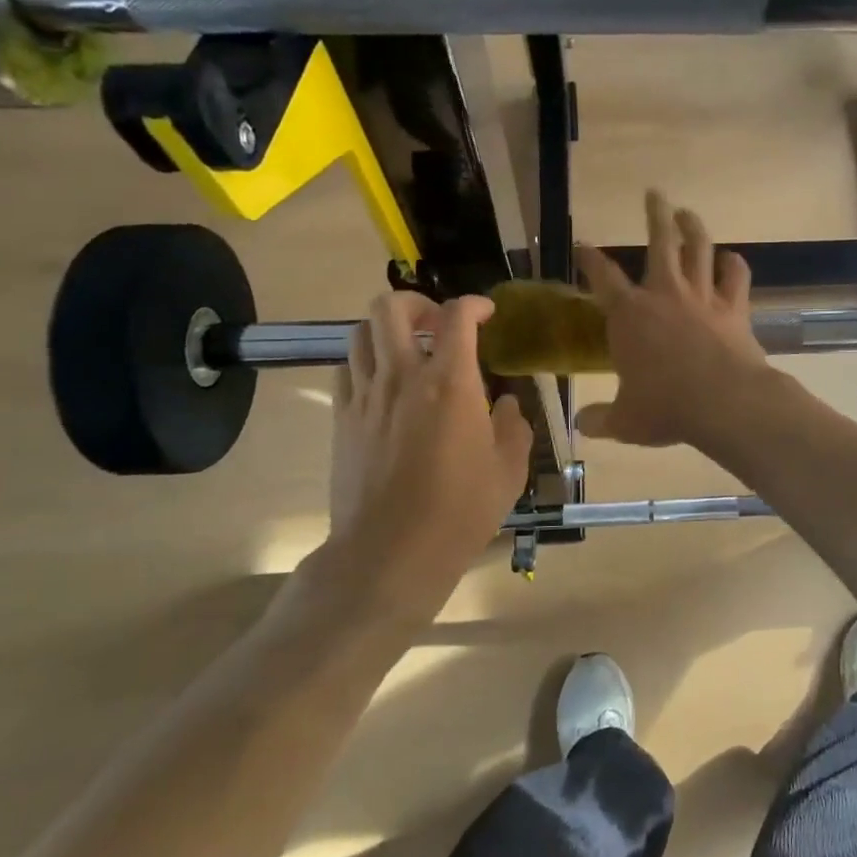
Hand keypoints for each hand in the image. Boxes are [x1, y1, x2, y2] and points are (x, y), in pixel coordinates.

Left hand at [299, 292, 532, 624]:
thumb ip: (515, 427)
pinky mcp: (342, 419)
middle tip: (437, 325)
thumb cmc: (459, 512)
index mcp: (450, 383)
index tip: (487, 314)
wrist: (390, 553)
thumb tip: (509, 405)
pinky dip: (366, 362)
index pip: (457, 316)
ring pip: (361, 332)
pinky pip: (346, 369)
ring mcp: (365, 396)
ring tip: (408, 351)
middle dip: (417, 303)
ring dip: (388, 331)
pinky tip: (384, 385)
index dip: (474, 304)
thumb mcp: (508, 470)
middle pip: (390, 307)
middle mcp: (402, 376)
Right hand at [574, 190, 776, 448]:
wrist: (724, 402)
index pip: (602, 277)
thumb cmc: (666, 408)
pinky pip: (735, 275)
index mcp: (629, 315)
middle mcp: (664, 294)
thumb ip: (601, 419)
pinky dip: (734, 264)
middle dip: (655, 214)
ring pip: (699, 247)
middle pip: (659, 241)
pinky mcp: (733, 306)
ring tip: (687, 212)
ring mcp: (701, 295)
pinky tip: (731, 259)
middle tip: (654, 194)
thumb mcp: (626, 422)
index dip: (590, 259)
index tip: (583, 244)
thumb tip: (580, 425)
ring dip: (693, 226)